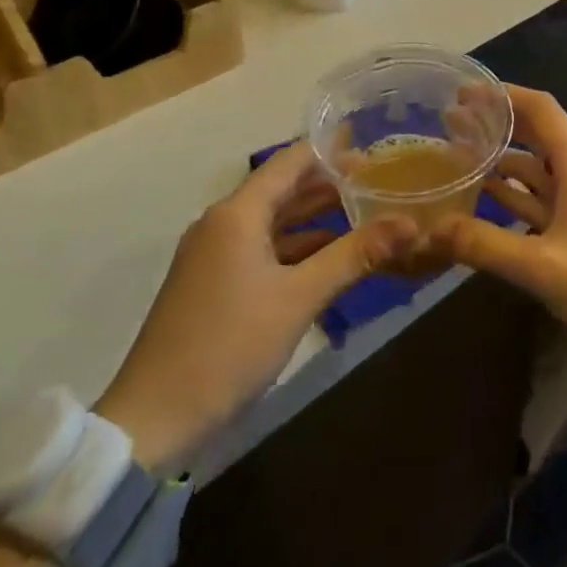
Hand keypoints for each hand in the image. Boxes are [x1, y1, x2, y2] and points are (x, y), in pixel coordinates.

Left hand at [96, 142, 414, 467]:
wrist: (155, 419)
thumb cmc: (229, 345)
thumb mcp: (300, 298)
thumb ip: (355, 255)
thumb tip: (410, 224)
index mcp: (237, 214)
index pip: (290, 162)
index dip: (330, 151)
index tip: (372, 147)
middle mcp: (221, 223)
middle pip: (280, 189)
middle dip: (327, 184)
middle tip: (377, 181)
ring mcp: (213, 255)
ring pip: (271, 222)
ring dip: (312, 217)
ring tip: (361, 212)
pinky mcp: (211, 284)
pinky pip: (260, 249)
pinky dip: (294, 247)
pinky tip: (325, 257)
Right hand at [429, 85, 566, 395]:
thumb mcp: (542, 266)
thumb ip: (484, 244)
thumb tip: (430, 228)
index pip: (540, 109)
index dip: (502, 95)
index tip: (462, 93)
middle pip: (536, 134)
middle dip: (496, 125)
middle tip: (450, 123)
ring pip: (537, 169)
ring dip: (501, 161)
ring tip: (458, 158)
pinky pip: (542, 200)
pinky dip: (514, 196)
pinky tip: (484, 201)